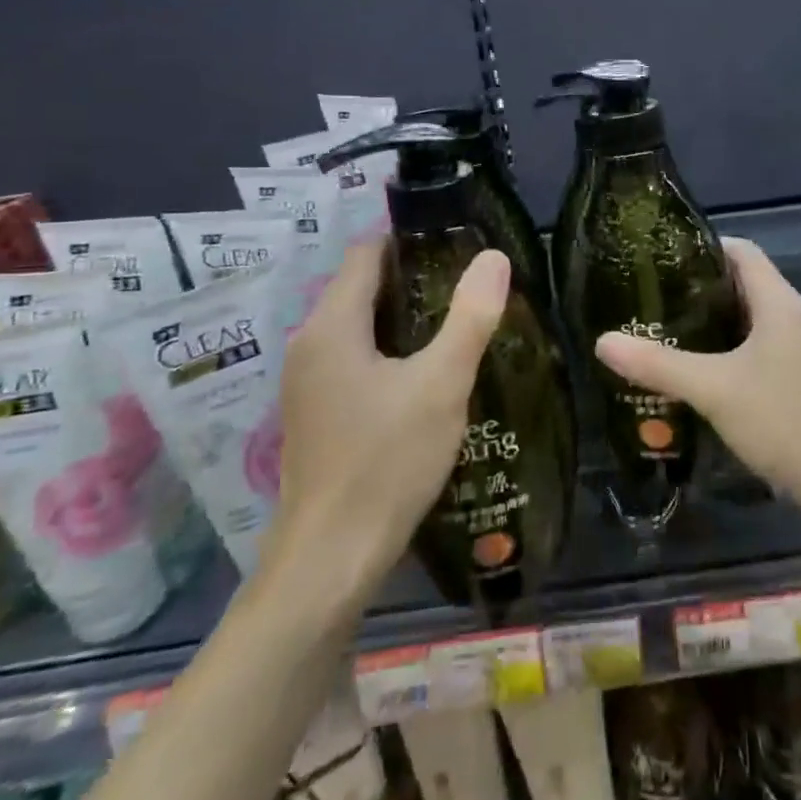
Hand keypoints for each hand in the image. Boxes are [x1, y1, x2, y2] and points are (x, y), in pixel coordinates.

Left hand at [264, 239, 511, 586]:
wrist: (330, 560)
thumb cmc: (386, 462)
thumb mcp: (442, 384)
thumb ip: (470, 316)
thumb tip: (494, 257)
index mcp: (331, 325)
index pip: (366, 253)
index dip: (410, 239)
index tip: (456, 243)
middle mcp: (308, 344)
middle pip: (361, 287)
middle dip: (414, 280)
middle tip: (468, 284)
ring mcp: (306, 383)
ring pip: (358, 326)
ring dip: (403, 319)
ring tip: (456, 323)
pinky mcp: (314, 414)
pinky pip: (353, 359)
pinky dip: (388, 352)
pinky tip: (425, 374)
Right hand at [593, 238, 800, 514]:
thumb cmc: (781, 419)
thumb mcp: (712, 388)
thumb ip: (657, 364)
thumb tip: (602, 341)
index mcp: (777, 302)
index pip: (741, 250)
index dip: (703, 244)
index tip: (660, 256)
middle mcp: (789, 316)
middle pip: (740, 282)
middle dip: (696, 284)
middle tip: (650, 292)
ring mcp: (794, 349)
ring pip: (745, 318)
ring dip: (707, 319)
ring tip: (660, 325)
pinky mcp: (792, 378)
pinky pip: (751, 347)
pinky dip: (721, 348)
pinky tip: (691, 367)